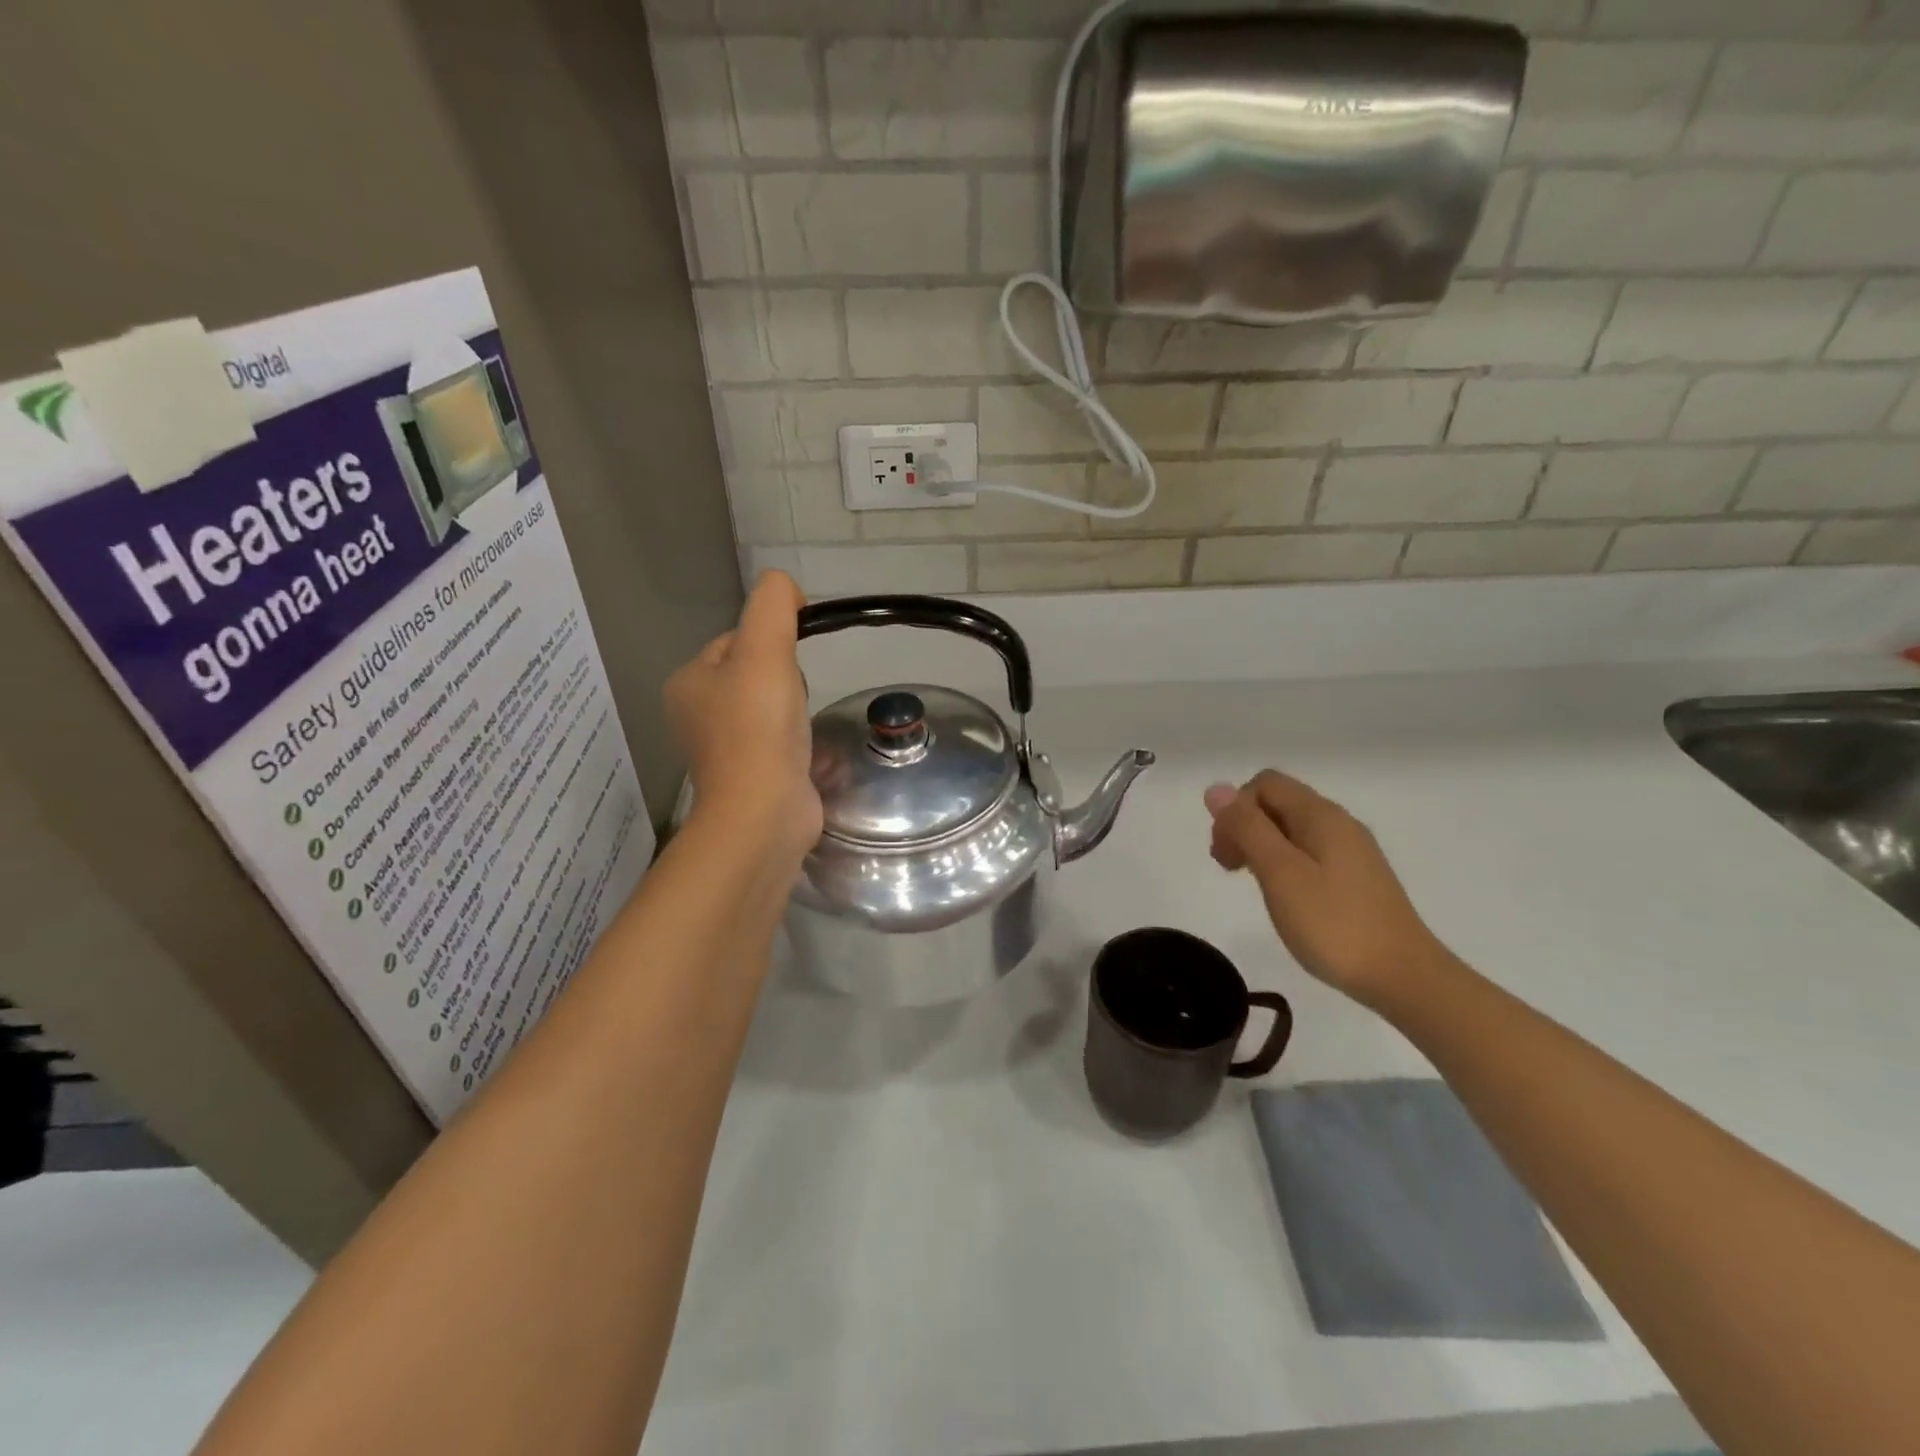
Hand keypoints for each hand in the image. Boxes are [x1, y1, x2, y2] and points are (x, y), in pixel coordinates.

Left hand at [666, 572, 821, 865]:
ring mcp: (723, 750)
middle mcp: (698, 714)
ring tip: (800, 727)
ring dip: (793, 709)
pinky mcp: (750, 777)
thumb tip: (785, 588)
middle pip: (754, 674)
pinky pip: (777, 741)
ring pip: (768, 708)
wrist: (763, 812)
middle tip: (792, 700)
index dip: (771, 642)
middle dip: (785, 679)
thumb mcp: (765, 648)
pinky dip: (796, 740)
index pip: (735, 640)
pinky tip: (806, 750)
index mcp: (689, 682)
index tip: (792, 662)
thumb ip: (773, 605)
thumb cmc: (758, 727)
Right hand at [1204, 771, 1450, 1006]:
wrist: (1404, 978)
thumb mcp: (1280, 873)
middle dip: (1243, 826)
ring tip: (1251, 883)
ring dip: (1260, 846)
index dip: (1235, 809)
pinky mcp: (1356, 877)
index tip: (1225, 852)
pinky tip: (1282, 895)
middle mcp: (1338, 823)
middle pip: (1277, 803)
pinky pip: (1308, 852)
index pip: (1264, 784)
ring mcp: (1351, 851)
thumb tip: (1216, 788)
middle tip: (1229, 869)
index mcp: (1320, 815)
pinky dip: (1283, 863)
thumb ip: (1248, 828)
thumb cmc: (1334, 924)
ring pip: (1291, 829)